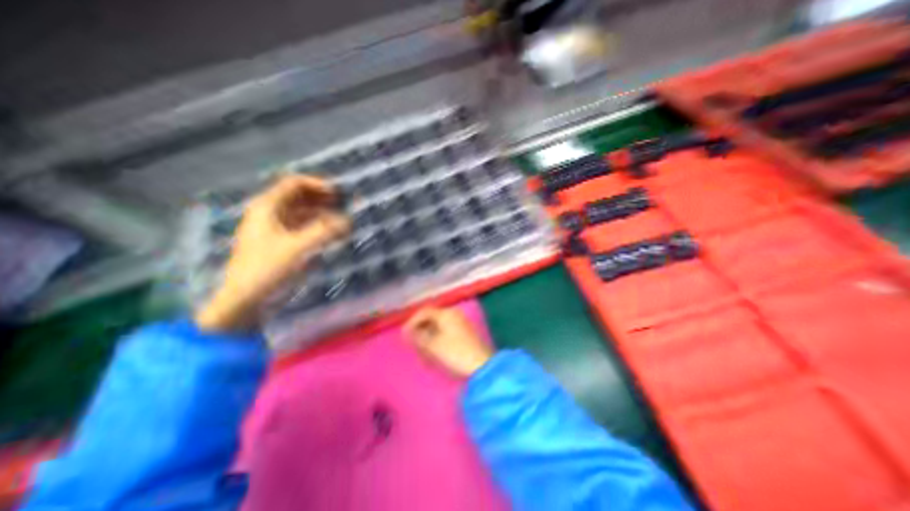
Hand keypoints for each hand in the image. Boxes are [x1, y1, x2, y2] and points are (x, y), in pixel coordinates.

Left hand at [193, 177, 349, 332]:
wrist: (246, 300)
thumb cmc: (268, 269)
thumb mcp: (299, 248)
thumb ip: (326, 232)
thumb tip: (348, 221)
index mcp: (267, 208)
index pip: (294, 184)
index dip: (317, 184)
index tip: (339, 194)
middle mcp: (270, 214)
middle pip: (299, 197)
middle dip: (322, 199)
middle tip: (344, 206)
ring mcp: (275, 229)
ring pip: (302, 213)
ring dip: (322, 214)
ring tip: (342, 220)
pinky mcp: (281, 244)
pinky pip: (303, 228)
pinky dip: (318, 228)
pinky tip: (331, 234)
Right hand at [404, 306, 489, 376]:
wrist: (482, 368)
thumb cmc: (455, 354)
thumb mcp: (432, 346)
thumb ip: (417, 337)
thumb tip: (406, 331)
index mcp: (446, 314)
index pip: (424, 312)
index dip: (411, 323)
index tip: (404, 336)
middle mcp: (454, 315)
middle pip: (431, 319)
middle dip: (420, 332)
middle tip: (413, 346)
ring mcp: (462, 325)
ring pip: (439, 328)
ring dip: (428, 340)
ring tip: (423, 355)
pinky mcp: (466, 336)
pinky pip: (447, 335)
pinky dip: (438, 343)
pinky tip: (435, 356)